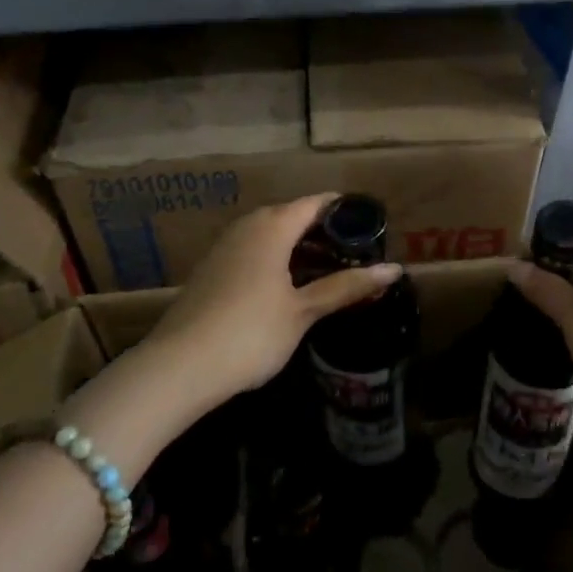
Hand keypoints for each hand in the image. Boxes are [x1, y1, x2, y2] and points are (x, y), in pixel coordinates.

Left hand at [145, 193, 401, 408]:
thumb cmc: (250, 332)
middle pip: (294, 216)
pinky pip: (255, 251)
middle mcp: (248, 226)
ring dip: (301, 248)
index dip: (345, 211)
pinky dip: (279, 260)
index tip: (372, 226)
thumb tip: (394, 270)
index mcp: (273, 226)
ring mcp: (225, 247)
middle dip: (325, 232)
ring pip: (273, 235)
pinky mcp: (212, 270)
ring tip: (331, 271)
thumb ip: (346, 287)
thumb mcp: (303, 311)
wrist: (178, 368)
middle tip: (357, 254)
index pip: (317, 203)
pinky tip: (291, 287)